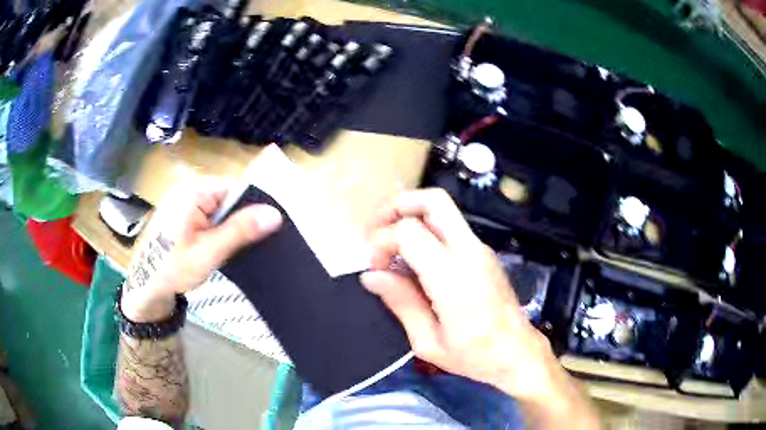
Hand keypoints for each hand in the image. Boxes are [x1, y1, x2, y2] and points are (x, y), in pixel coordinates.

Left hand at [121, 177, 282, 322]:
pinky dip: (221, 229)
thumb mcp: (208, 252)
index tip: (272, 229)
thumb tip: (275, 214)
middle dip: (243, 219)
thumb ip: (239, 231)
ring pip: (222, 208)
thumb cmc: (173, 268)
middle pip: (230, 197)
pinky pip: (211, 214)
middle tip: (258, 243)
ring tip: (244, 247)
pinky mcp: (185, 211)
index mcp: (195, 189)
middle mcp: (191, 187)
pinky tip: (226, 245)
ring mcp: (186, 199)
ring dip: (232, 226)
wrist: (147, 286)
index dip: (256, 207)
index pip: (238, 188)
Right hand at [361, 189, 553, 396]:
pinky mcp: (483, 252)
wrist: (517, 352)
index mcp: (454, 277)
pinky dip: (425, 229)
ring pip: (442, 209)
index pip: (410, 232)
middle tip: (377, 230)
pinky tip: (413, 258)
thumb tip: (371, 276)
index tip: (375, 268)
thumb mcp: (428, 341)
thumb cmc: (473, 355)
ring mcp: (480, 249)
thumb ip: (401, 303)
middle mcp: (470, 252)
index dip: (383, 241)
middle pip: (434, 200)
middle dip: (399, 205)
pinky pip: (449, 227)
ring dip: (411, 215)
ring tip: (390, 244)